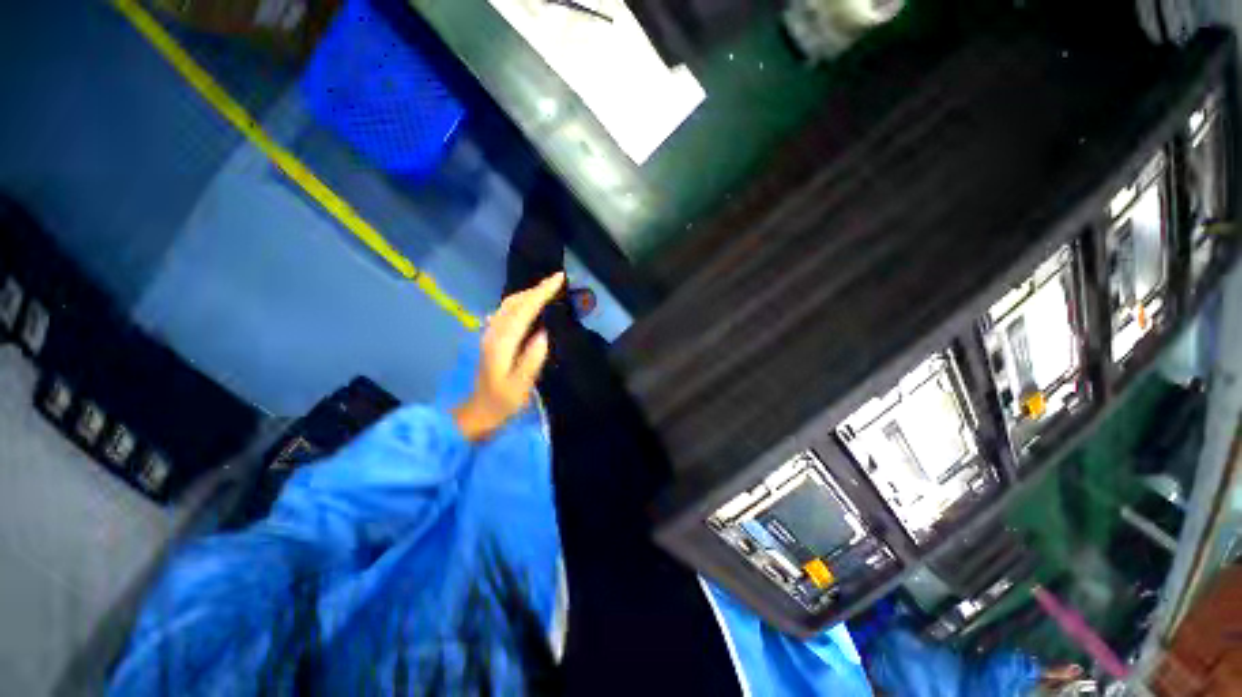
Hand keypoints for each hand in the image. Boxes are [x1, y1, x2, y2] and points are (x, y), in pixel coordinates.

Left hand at [452, 273, 564, 441]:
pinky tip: (530, 304)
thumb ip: (532, 359)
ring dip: (528, 293)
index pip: (523, 310)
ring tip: (548, 288)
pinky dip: (521, 302)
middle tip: (558, 280)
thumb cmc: (502, 403)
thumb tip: (544, 333)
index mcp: (502, 344)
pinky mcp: (491, 338)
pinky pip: (507, 312)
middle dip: (536, 288)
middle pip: (514, 302)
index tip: (559, 279)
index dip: (541, 293)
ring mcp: (490, 335)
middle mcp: (493, 333)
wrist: (477, 413)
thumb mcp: (521, 386)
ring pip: (509, 305)